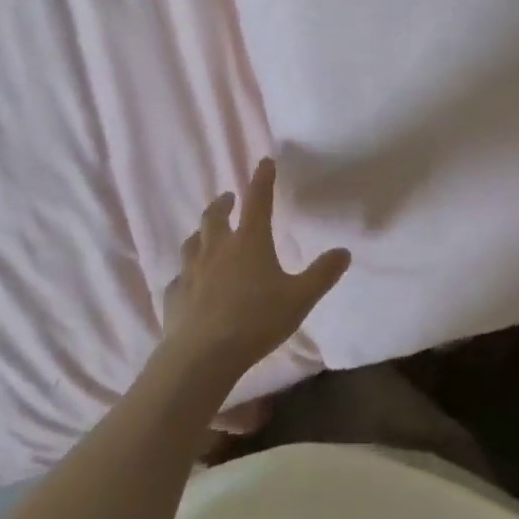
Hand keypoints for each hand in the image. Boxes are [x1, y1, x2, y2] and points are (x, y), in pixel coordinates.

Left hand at [164, 158, 350, 378]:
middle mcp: (217, 248)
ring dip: (202, 232)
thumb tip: (344, 251)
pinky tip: (190, 282)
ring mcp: (191, 271)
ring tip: (206, 234)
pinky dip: (187, 273)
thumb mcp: (299, 298)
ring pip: (193, 241)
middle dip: (223, 203)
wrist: (201, 356)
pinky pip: (180, 277)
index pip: (258, 200)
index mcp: (249, 241)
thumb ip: (322, 274)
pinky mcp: (174, 295)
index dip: (262, 179)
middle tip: (228, 197)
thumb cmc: (255, 321)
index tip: (264, 162)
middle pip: (215, 216)